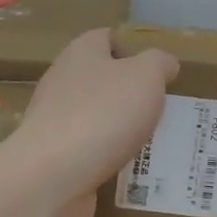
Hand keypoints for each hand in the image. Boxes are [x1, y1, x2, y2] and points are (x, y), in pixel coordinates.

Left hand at [12, 29, 178, 216]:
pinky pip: (90, 153)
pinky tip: (132, 172)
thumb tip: (164, 63)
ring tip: (155, 143)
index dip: (132, 48)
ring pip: (97, 118)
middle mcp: (62, 83)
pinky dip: (109, 159)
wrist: (52, 178)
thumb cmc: (103, 114)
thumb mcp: (146, 76)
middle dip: (131, 94)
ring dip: (122, 130)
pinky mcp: (54, 158)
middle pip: (101, 80)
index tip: (158, 70)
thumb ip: (159, 64)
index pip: (106, 38)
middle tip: (164, 109)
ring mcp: (54, 122)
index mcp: (81, 53)